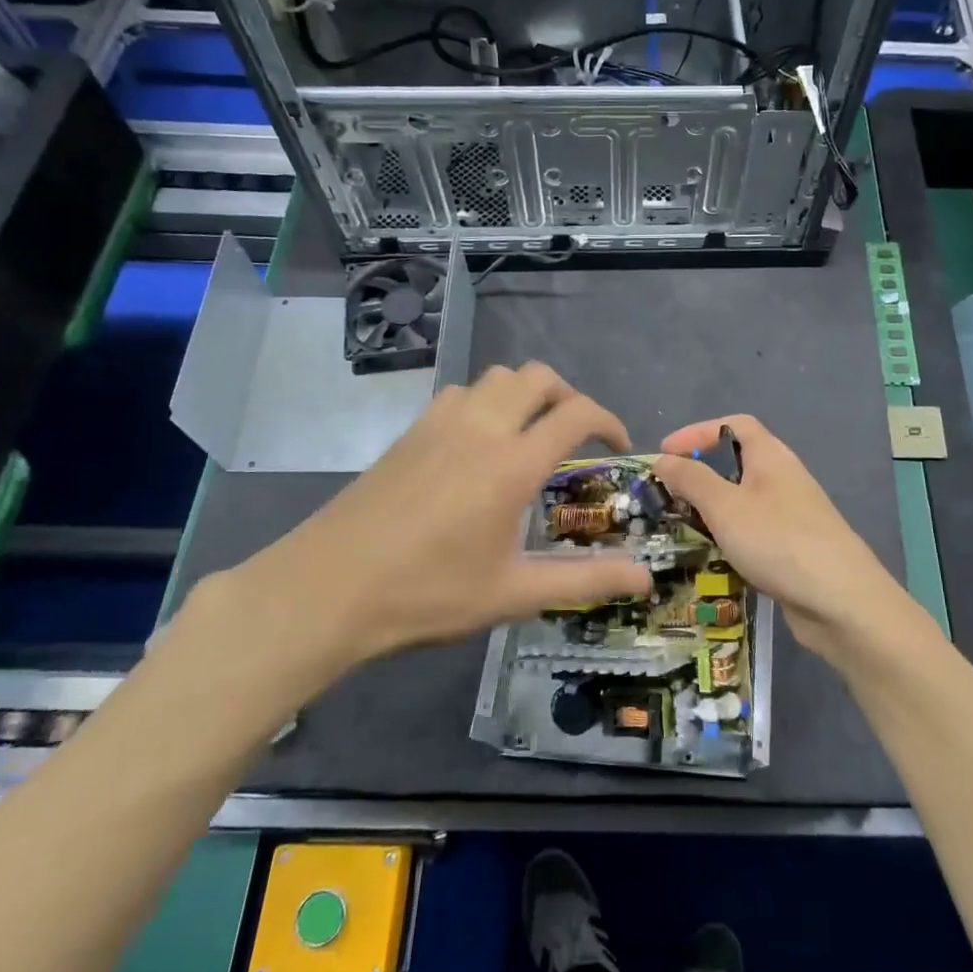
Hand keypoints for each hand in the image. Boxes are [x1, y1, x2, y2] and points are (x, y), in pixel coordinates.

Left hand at [179, 364, 651, 712]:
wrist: (327, 589)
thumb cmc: (427, 594)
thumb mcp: (514, 594)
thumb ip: (585, 581)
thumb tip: (645, 577)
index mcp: (512, 464)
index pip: (577, 414)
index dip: (608, 422)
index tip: (617, 448)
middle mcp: (481, 428)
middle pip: (539, 377)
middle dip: (569, 397)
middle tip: (576, 437)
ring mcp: (440, 423)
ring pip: (497, 377)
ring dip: (525, 394)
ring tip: (530, 435)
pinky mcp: (410, 432)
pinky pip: (461, 392)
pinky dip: (486, 401)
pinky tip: (478, 443)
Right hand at [653, 415, 916, 667]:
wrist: (841, 601)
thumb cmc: (778, 541)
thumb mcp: (725, 506)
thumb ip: (691, 479)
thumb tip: (663, 459)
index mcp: (771, 457)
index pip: (734, 425)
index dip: (697, 432)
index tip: (665, 453)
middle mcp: (784, 479)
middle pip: (738, 463)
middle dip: (700, 475)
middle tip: (667, 495)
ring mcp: (793, 516)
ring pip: (744, 502)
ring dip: (713, 510)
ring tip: (681, 527)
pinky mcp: (795, 549)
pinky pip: (754, 532)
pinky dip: (730, 538)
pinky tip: (714, 558)